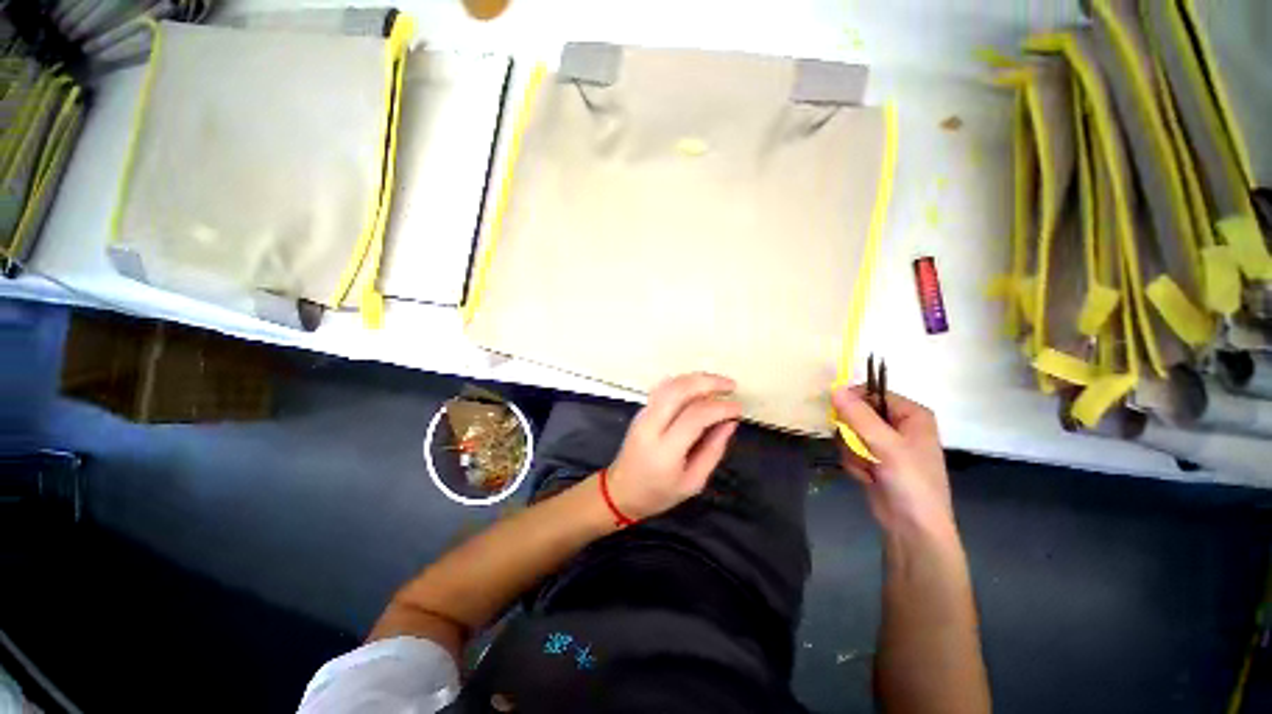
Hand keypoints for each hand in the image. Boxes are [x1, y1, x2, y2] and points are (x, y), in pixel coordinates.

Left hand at [606, 373, 741, 519]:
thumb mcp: (693, 482)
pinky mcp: (641, 410)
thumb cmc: (658, 493)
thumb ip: (713, 451)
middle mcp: (651, 426)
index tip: (738, 409)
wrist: (621, 491)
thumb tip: (730, 422)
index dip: (720, 408)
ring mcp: (643, 415)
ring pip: (669, 385)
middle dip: (708, 382)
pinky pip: (663, 389)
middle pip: (678, 390)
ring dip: (696, 378)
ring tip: (718, 384)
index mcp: (665, 450)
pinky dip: (683, 382)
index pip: (695, 416)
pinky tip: (698, 386)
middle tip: (731, 386)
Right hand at [832, 386, 956, 539]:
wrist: (912, 528)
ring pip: (850, 432)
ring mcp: (885, 443)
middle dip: (853, 434)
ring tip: (868, 468)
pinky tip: (867, 477)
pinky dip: (854, 463)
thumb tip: (834, 388)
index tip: (837, 413)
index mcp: (911, 414)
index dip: (853, 402)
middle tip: (861, 448)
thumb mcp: (885, 445)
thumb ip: (858, 415)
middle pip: (857, 413)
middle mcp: (899, 425)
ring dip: (853, 451)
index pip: (872, 393)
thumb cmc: (910, 481)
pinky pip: (851, 449)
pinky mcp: (874, 459)